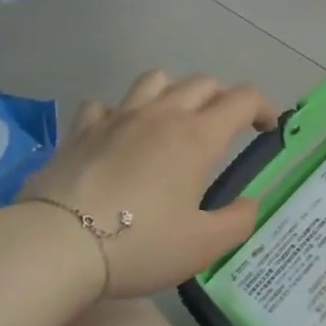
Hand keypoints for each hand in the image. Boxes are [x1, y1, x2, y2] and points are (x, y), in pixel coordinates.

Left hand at [19, 70, 279, 298]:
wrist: (58, 244)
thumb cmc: (140, 244)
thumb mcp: (203, 245)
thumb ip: (238, 221)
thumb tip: (251, 203)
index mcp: (197, 136)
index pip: (243, 99)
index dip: (263, 108)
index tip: (267, 130)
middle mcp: (162, 114)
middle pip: (202, 82)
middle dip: (222, 99)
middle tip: (223, 130)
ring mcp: (118, 116)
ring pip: (155, 79)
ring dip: (173, 92)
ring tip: (172, 122)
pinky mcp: (82, 129)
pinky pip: (106, 104)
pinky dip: (119, 113)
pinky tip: (118, 135)